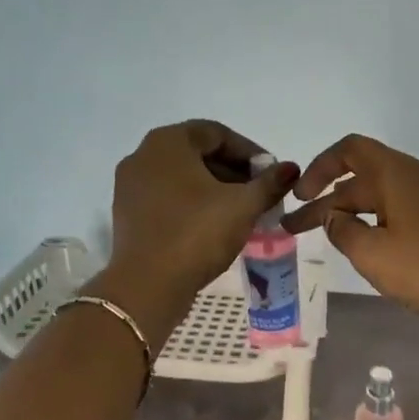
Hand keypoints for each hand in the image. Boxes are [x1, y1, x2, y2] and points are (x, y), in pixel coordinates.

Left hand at [107, 120, 297, 305]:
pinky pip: (167, 198)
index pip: (217, 133)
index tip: (272, 175)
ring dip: (215, 189)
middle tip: (260, 195)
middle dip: (234, 172)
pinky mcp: (128, 214)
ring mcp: (131, 186)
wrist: (147, 286)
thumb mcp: (242, 206)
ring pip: (182, 177)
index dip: (250, 152)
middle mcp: (143, 156)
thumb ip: (269, 183)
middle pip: (198, 154)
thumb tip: (290, 169)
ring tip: (242, 212)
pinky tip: (214, 226)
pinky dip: (192, 204)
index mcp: (168, 142)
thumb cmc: (196, 234)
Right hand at [283, 134, 418, 331]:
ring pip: (382, 196)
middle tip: (295, 230)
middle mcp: (416, 176)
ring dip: (351, 214)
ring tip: (330, 239)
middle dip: (326, 202)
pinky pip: (401, 210)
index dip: (318, 168)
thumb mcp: (373, 254)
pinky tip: (371, 247)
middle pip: (361, 178)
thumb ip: (344, 232)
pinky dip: (377, 222)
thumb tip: (335, 218)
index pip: (349, 151)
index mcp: (395, 174)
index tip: (299, 197)